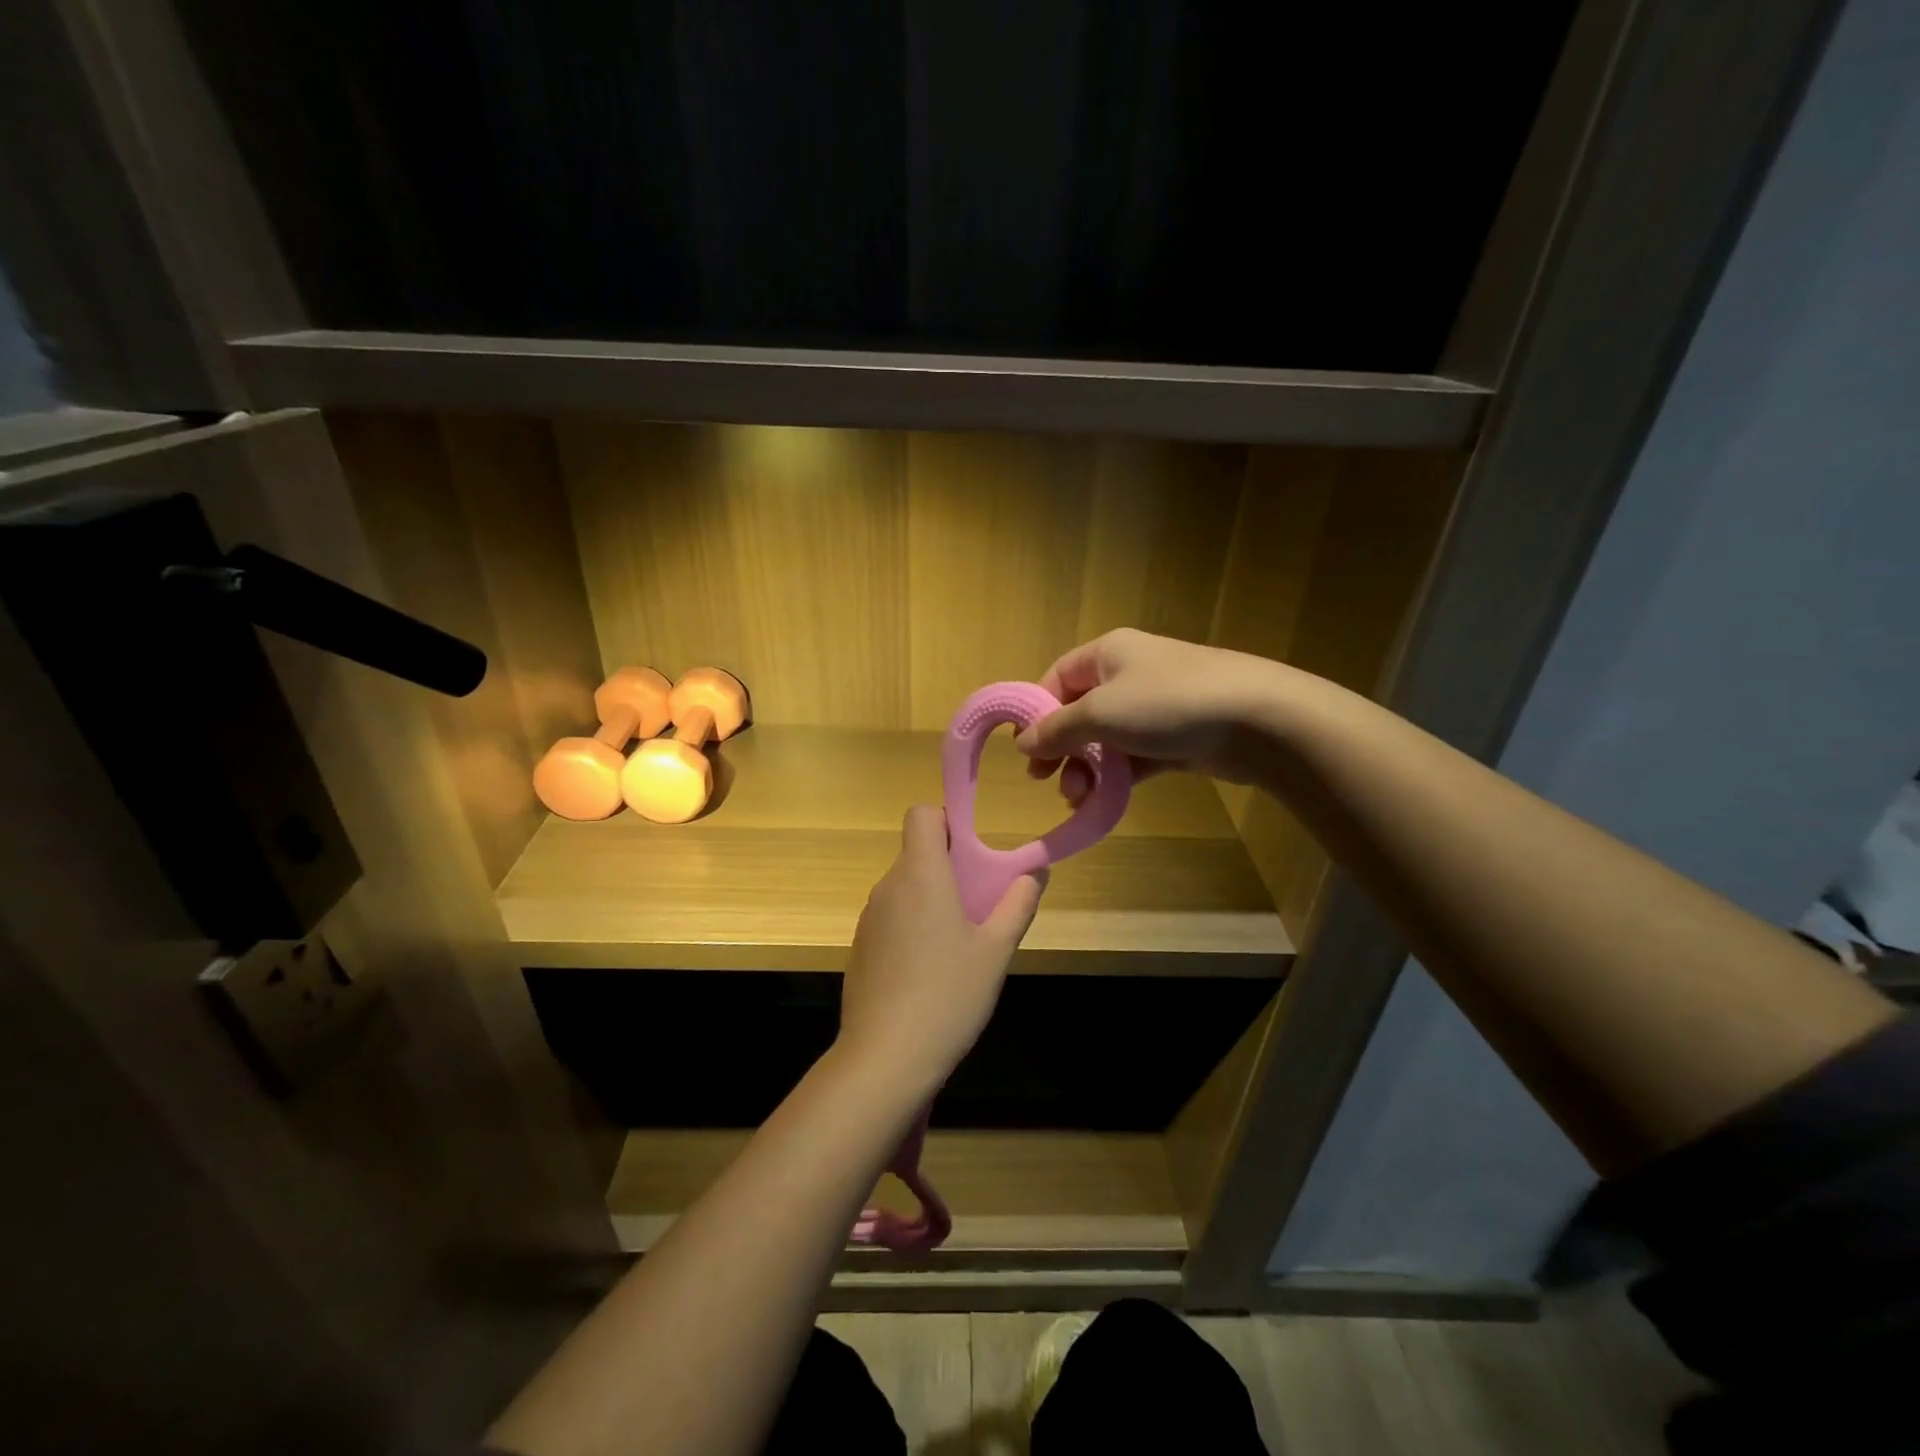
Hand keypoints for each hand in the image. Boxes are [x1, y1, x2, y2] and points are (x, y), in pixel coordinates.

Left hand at [838, 806, 1043, 1093]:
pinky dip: (911, 926)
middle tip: (978, 906)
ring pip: (904, 887)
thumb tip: (1035, 872)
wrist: (885, 1058)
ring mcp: (868, 918)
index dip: (946, 822)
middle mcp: (889, 887)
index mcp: (921, 875)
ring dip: (930, 899)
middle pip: (915, 852)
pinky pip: (890, 918)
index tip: (971, 854)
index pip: (921, 814)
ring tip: (958, 945)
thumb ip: (1018, 904)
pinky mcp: (860, 947)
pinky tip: (929, 972)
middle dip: (947, 867)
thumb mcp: (996, 951)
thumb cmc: (948, 995)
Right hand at [1016, 628, 1282, 797]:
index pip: (1058, 677)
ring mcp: (1156, 706)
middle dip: (1061, 748)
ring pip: (1106, 739)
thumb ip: (1057, 729)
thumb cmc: (1167, 703)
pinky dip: (1116, 777)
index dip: (1037, 712)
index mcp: (1108, 653)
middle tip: (1046, 781)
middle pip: (1080, 712)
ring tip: (1078, 797)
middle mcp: (1129, 674)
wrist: (1257, 719)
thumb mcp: (1100, 713)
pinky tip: (1102, 801)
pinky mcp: (1177, 737)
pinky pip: (1133, 757)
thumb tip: (1022, 742)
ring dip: (1086, 769)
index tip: (1025, 750)